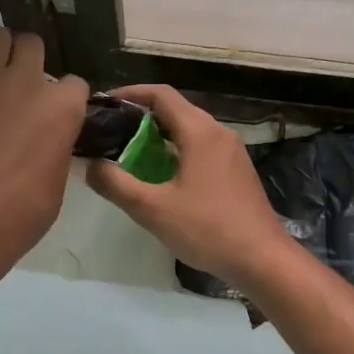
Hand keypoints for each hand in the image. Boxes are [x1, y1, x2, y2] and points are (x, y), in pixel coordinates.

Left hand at [0, 27, 87, 282]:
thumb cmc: (16, 218)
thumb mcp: (55, 187)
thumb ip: (55, 151)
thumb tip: (48, 142)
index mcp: (61, 109)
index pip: (74, 83)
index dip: (64, 98)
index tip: (53, 113)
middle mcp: (25, 83)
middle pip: (32, 44)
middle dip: (26, 59)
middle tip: (15, 84)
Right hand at [84, 85, 294, 286]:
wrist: (263, 259)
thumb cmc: (207, 229)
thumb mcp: (153, 209)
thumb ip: (116, 184)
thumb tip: (90, 165)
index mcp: (200, 131)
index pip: (161, 94)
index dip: (131, 93)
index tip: (105, 104)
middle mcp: (218, 132)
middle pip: (175, 110)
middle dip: (141, 116)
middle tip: (111, 132)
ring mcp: (231, 151)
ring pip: (189, 129)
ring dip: (159, 135)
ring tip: (129, 153)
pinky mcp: (236, 170)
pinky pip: (201, 146)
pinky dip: (177, 150)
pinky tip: (161, 175)